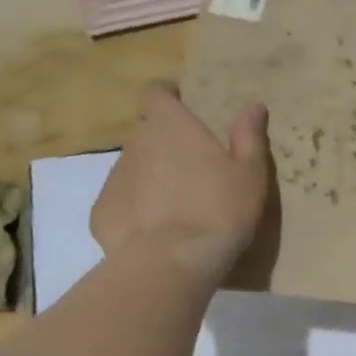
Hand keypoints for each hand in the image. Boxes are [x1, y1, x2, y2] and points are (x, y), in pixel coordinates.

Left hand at [92, 82, 270, 287]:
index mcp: (170, 124)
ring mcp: (113, 177)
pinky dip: (136, 209)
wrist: (172, 262)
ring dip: (151, 177)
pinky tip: (157, 232)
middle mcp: (135, 142)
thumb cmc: (218, 209)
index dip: (169, 97)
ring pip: (133, 167)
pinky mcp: (101, 212)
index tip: (185, 109)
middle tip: (193, 168)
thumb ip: (249, 136)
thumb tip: (253, 106)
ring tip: (177, 205)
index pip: (157, 93)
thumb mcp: (249, 173)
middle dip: (165, 143)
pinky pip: (121, 201)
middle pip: (147, 132)